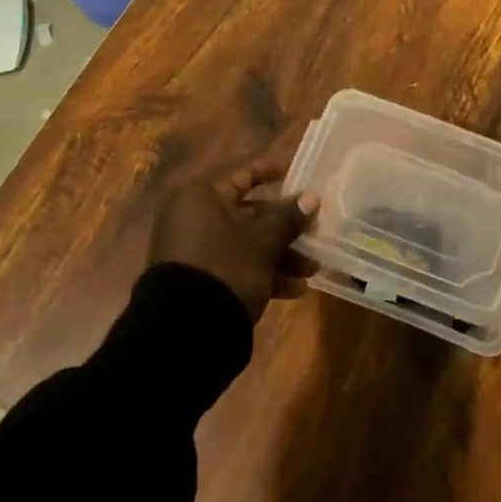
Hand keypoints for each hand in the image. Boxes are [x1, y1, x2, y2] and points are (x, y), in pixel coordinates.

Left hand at [151, 157, 317, 320]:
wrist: (185, 330)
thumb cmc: (226, 267)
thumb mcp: (263, 242)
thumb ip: (288, 217)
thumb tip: (311, 197)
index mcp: (202, 197)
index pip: (243, 175)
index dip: (272, 171)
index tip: (298, 170)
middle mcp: (194, 218)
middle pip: (249, 214)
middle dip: (286, 227)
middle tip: (316, 233)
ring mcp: (194, 250)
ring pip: (246, 243)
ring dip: (281, 255)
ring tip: (311, 270)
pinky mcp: (199, 279)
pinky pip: (236, 266)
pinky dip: (263, 273)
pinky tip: (294, 290)